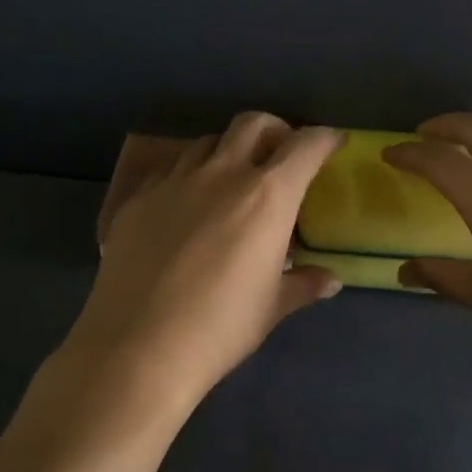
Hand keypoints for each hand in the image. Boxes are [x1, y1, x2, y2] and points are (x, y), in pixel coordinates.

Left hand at [67, 114, 343, 412]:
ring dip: (229, 150)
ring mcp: (174, 182)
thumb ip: (303, 284)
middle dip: (275, 130)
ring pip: (208, 142)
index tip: (334, 143)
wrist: (138, 347)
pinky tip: (186, 205)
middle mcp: (222, 174)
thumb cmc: (220, 328)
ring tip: (232, 180)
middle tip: (281, 155)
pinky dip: (188, 175)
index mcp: (267, 197)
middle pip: (253, 124)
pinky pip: (169, 170)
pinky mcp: (137, 199)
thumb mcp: (272, 307)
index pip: (305, 146)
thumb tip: (331, 280)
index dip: (325, 138)